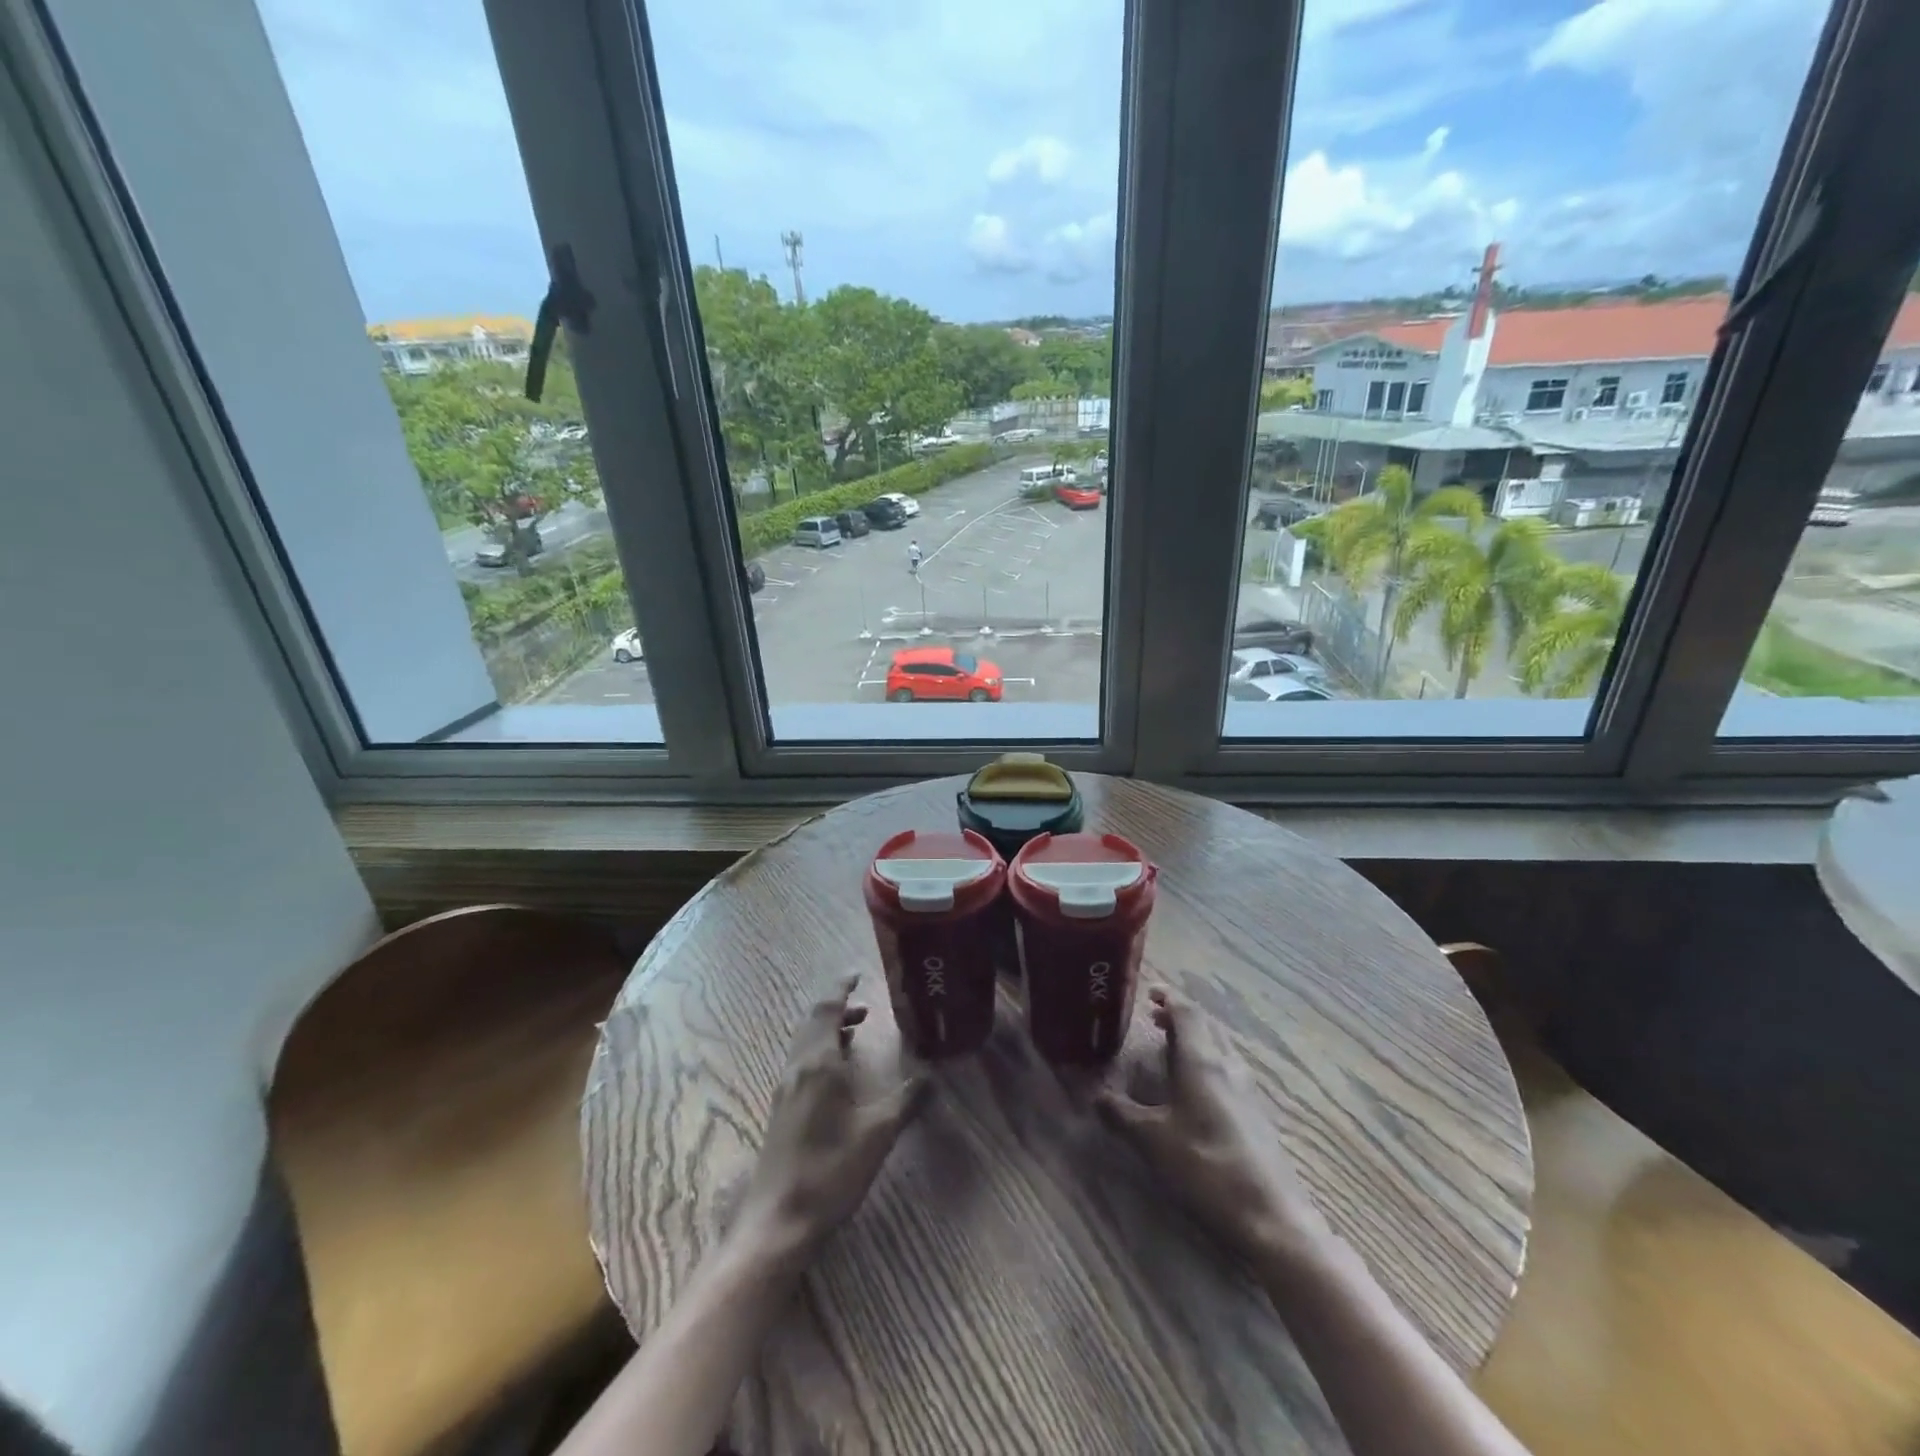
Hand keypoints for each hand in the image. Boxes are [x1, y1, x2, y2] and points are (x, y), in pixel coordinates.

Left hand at [735, 977, 927, 1263]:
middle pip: (812, 1021)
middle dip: (835, 1008)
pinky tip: (836, 1074)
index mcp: (818, 1063)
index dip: (840, 989)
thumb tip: (934, 1075)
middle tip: (863, 1006)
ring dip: (827, 1029)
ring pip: (804, 1042)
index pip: (826, 1009)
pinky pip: (800, 1061)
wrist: (778, 1222)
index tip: (856, 976)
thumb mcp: (878, 1134)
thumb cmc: (830, 1172)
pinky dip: (819, 1050)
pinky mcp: (780, 1109)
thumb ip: (908, 1100)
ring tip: (854, 1033)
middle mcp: (797, 1067)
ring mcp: (784, 1089)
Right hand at [1095, 987, 1331, 1264]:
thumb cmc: (1207, 1166)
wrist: (1271, 1216)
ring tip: (1170, 1049)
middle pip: (1206, 1026)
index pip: (1187, 1012)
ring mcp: (1247, 1089)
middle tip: (1154, 1019)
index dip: (1168, 997)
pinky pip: (1227, 1069)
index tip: (1149, 993)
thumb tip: (1094, 1095)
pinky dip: (1207, 1062)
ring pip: (1219, 1048)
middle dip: (1179, 1017)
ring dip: (1195, 1040)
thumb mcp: (1153, 1140)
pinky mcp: (1256, 1113)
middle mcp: (1228, 1065)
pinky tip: (1195, 1088)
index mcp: (1202, 1061)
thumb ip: (1121, 1114)